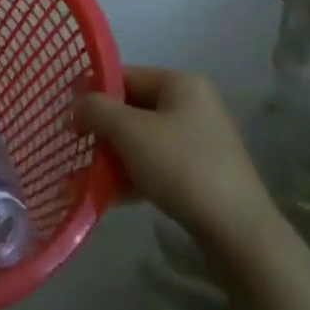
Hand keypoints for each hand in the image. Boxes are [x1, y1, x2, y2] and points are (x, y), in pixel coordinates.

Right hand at [76, 67, 285, 262]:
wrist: (239, 233)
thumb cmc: (182, 168)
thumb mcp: (130, 132)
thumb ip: (96, 110)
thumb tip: (75, 106)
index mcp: (181, 83)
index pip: (125, 76)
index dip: (94, 95)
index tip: (69, 120)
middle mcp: (193, 104)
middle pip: (133, 109)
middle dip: (103, 132)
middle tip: (77, 151)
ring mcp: (200, 140)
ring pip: (143, 140)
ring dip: (114, 157)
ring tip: (88, 180)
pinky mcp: (203, 173)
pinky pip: (157, 164)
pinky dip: (134, 175)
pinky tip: (112, 196)